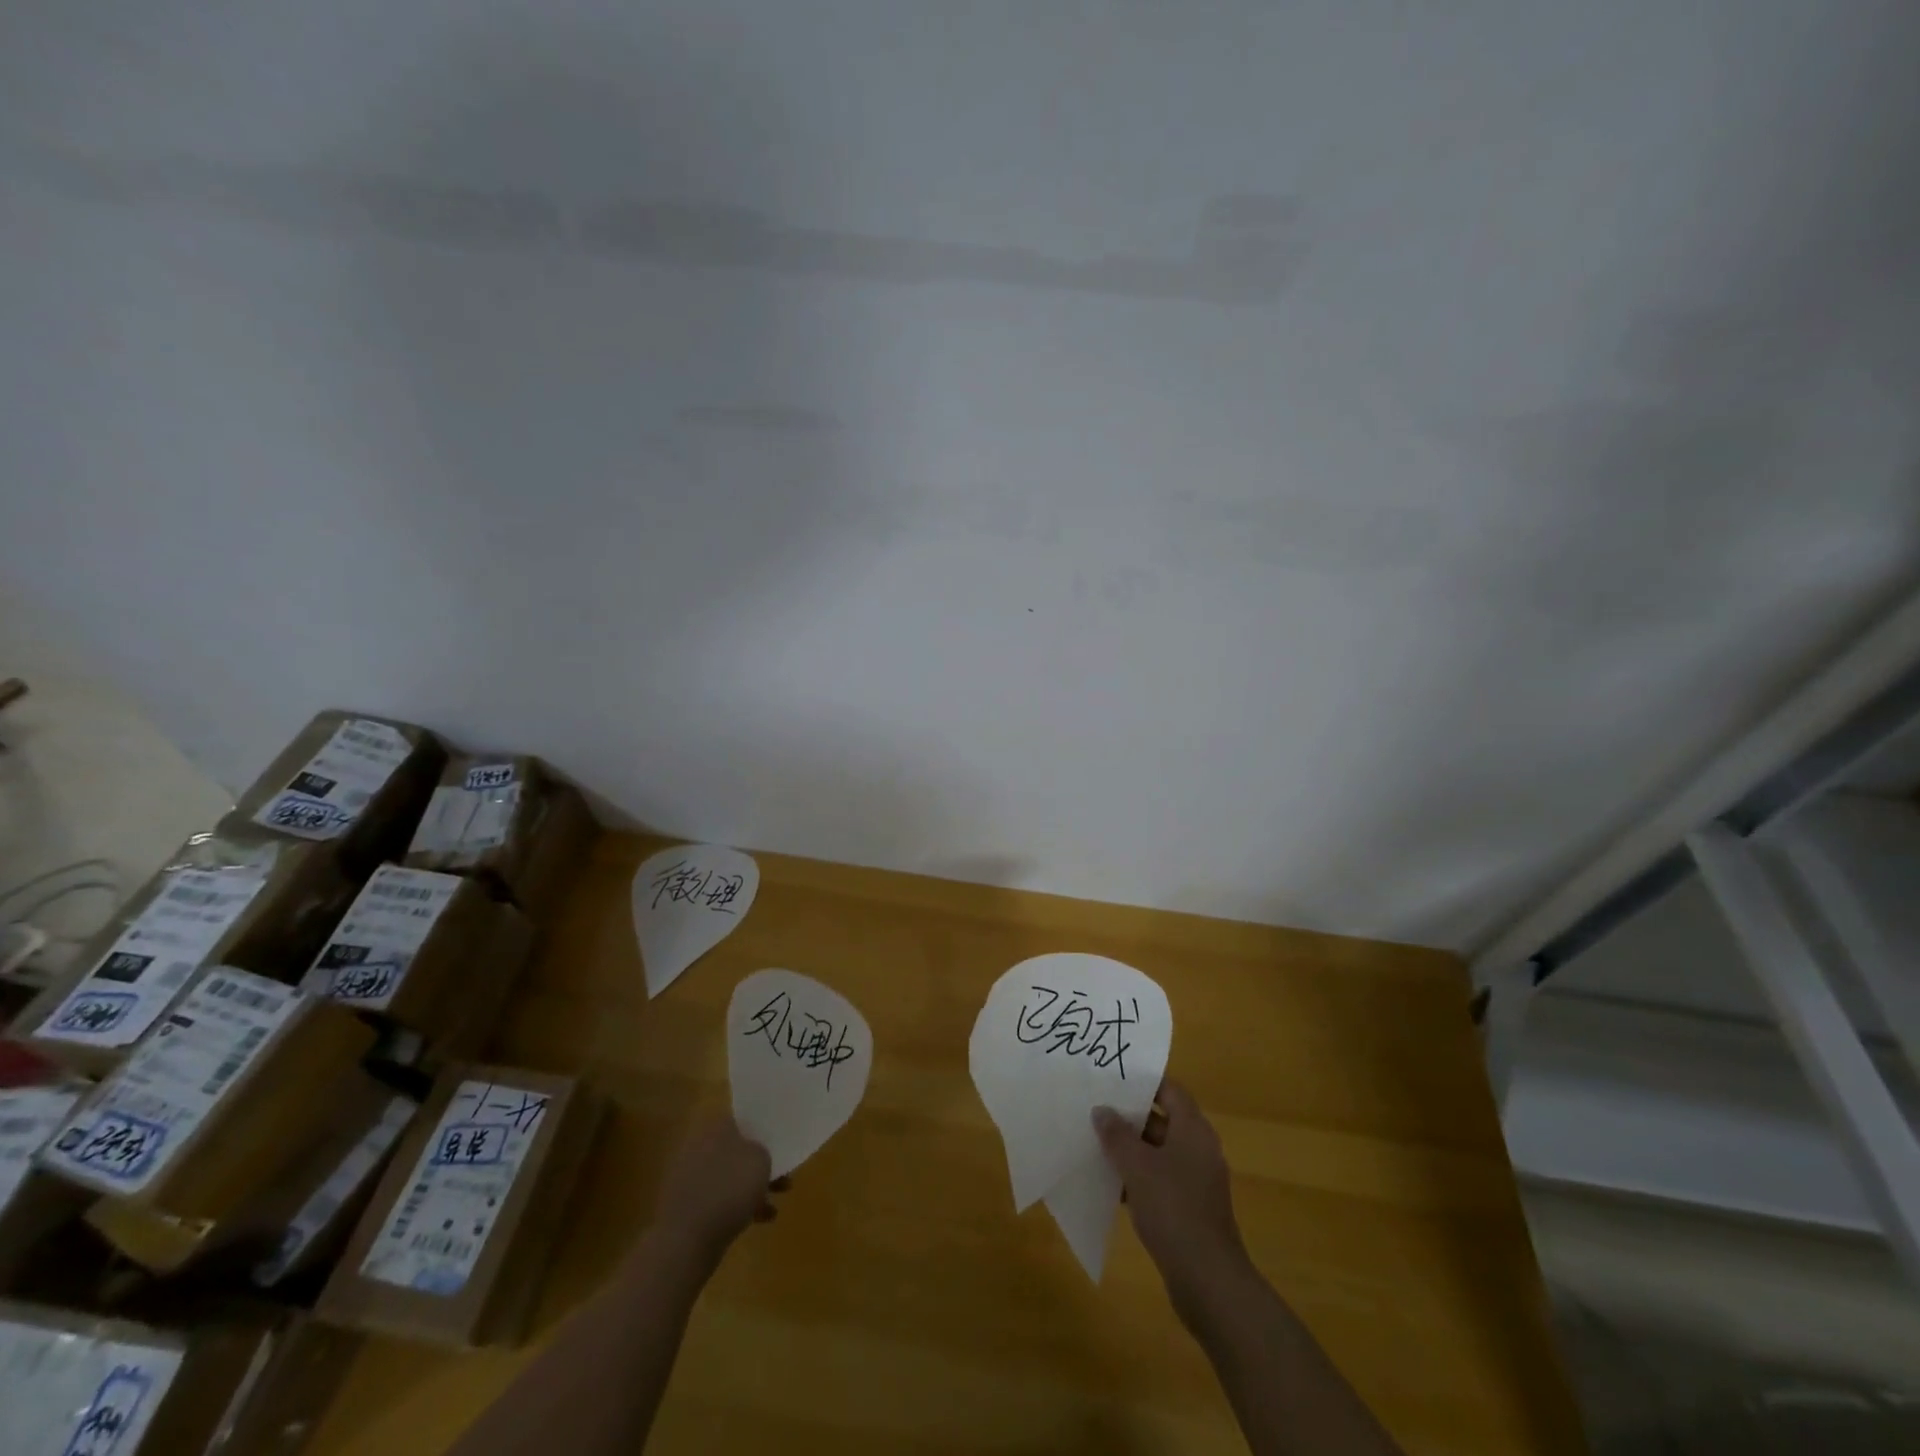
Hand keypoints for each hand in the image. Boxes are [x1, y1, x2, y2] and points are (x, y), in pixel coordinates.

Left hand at [651, 1117, 784, 1265]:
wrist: (686, 1240)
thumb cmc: (728, 1189)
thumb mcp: (761, 1159)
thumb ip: (763, 1150)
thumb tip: (755, 1152)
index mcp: (715, 1127)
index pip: (741, 1119)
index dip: (761, 1129)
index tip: (777, 1143)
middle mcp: (699, 1146)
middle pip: (736, 1149)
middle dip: (758, 1164)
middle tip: (781, 1176)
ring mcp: (690, 1178)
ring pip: (729, 1176)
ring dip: (751, 1188)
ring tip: (774, 1204)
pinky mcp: (687, 1207)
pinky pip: (719, 1200)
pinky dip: (738, 1207)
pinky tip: (759, 1221)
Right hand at [1094, 1081, 1251, 1326]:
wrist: (1208, 1281)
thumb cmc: (1173, 1210)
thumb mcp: (1137, 1166)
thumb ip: (1117, 1135)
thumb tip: (1102, 1110)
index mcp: (1193, 1130)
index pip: (1169, 1090)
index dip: (1143, 1081)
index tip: (1112, 1077)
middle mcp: (1198, 1149)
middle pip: (1162, 1120)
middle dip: (1129, 1116)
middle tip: (1095, 1108)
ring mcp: (1195, 1181)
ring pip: (1157, 1152)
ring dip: (1129, 1149)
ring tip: (1094, 1142)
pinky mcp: (1188, 1209)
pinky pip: (1159, 1180)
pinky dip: (1137, 1178)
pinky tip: (1109, 1183)